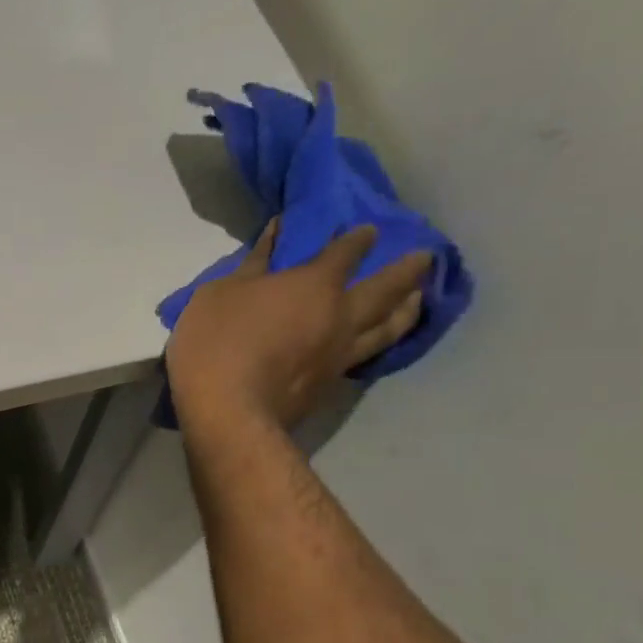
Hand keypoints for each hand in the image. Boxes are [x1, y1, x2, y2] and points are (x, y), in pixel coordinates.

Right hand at [166, 220, 431, 435]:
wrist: (228, 413)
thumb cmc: (216, 344)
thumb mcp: (219, 294)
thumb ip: (252, 265)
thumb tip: (276, 233)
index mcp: (313, 285)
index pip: (345, 252)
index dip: (357, 239)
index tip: (366, 230)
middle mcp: (341, 315)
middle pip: (386, 287)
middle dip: (406, 269)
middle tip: (425, 257)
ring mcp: (340, 353)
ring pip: (388, 327)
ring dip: (407, 308)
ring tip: (419, 298)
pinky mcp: (331, 385)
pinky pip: (369, 355)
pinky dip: (382, 341)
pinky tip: (380, 340)